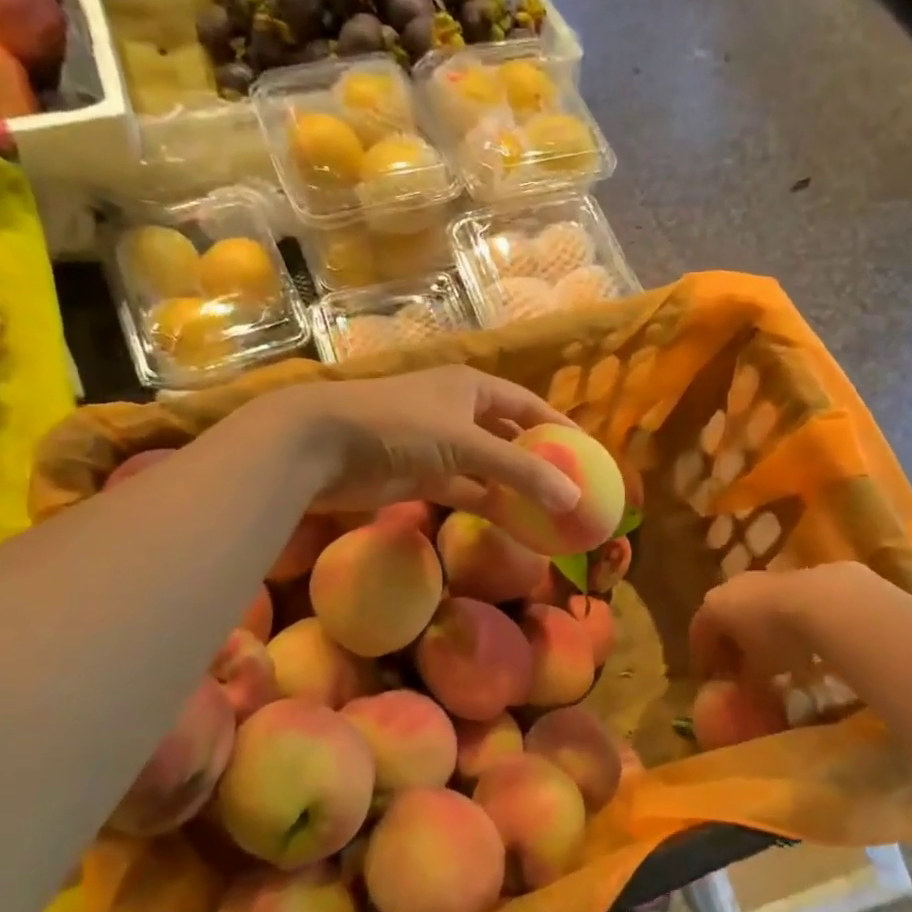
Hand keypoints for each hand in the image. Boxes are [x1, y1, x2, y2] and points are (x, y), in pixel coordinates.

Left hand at [251, 367, 583, 515]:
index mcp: (473, 388)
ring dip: (513, 488)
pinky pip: (464, 490)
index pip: (527, 404)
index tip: (588, 451)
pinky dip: (486, 504)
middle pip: (509, 436)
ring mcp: (438, 446)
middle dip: (538, 460)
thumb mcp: (467, 444)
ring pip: (487, 468)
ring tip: (548, 511)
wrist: (323, 445)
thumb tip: (572, 499)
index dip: (558, 425)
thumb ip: (521, 471)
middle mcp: (459, 412)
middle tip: (571, 487)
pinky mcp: (420, 476)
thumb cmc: (401, 426)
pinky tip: (512, 523)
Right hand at [689, 563, 887, 683]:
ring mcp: (760, 579)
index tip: (709, 678)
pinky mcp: (789, 577)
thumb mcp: (756, 671)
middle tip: (736, 668)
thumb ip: (744, 680)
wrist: (821, 603)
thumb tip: (741, 688)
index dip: (703, 658)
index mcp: (713, 607)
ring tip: (767, 657)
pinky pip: (774, 604)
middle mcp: (730, 587)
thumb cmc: (775, 639)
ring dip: (754, 632)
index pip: (699, 634)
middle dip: (729, 644)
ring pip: (749, 608)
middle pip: (723, 618)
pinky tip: (791, 641)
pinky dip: (776, 623)